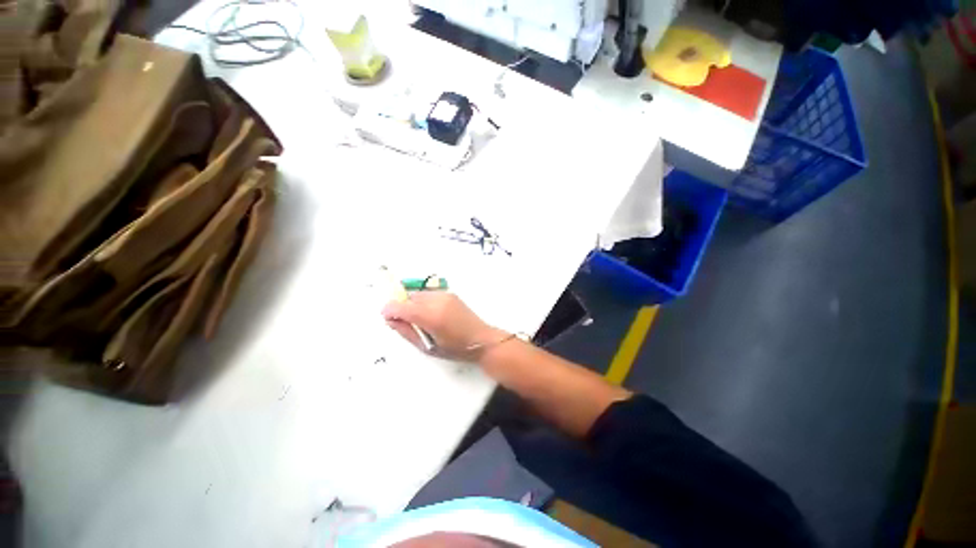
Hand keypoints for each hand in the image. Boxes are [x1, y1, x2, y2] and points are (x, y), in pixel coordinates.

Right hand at [381, 292, 506, 358]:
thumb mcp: (427, 346)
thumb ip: (406, 332)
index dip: (390, 310)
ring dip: (414, 305)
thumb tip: (390, 320)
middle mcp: (437, 301)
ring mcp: (445, 295)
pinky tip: (433, 315)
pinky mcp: (450, 294)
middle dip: (403, 309)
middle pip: (409, 298)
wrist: (481, 339)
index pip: (400, 306)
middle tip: (410, 324)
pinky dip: (425, 302)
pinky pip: (429, 295)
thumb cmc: (455, 348)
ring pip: (418, 295)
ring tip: (424, 321)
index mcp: (430, 316)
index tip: (389, 319)